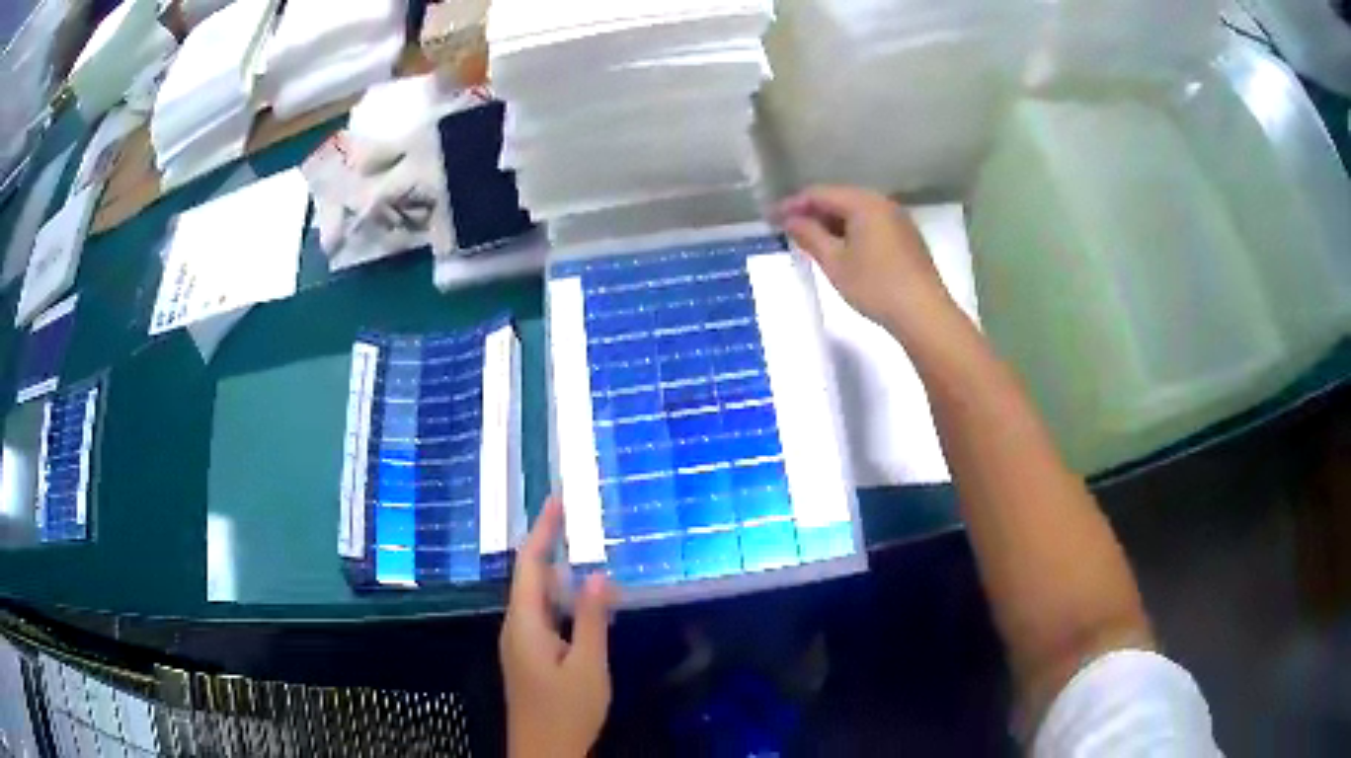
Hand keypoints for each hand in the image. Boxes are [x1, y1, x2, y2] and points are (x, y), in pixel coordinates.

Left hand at [500, 497, 617, 756]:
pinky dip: (562, 599)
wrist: (544, 752)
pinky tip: (583, 601)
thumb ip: (592, 619)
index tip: (557, 499)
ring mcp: (521, 644)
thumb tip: (598, 573)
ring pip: (538, 598)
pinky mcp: (530, 657)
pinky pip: (544, 616)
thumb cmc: (566, 711)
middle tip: (576, 517)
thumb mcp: (588, 665)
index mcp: (524, 624)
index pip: (530, 565)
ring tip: (583, 549)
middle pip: (530, 577)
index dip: (543, 530)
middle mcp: (516, 627)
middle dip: (550, 545)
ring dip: (558, 573)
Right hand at [777, 185, 950, 330]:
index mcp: (863, 203)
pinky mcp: (907, 238)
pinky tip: (842, 250)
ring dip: (832, 223)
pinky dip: (852, 232)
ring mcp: (899, 220)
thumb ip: (809, 235)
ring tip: (812, 241)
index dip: (793, 204)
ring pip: (857, 212)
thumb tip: (790, 220)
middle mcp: (883, 203)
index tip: (770, 218)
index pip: (819, 193)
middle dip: (812, 212)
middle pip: (840, 198)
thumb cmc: (875, 286)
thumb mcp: (834, 262)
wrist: (924, 314)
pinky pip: (872, 224)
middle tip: (788, 229)